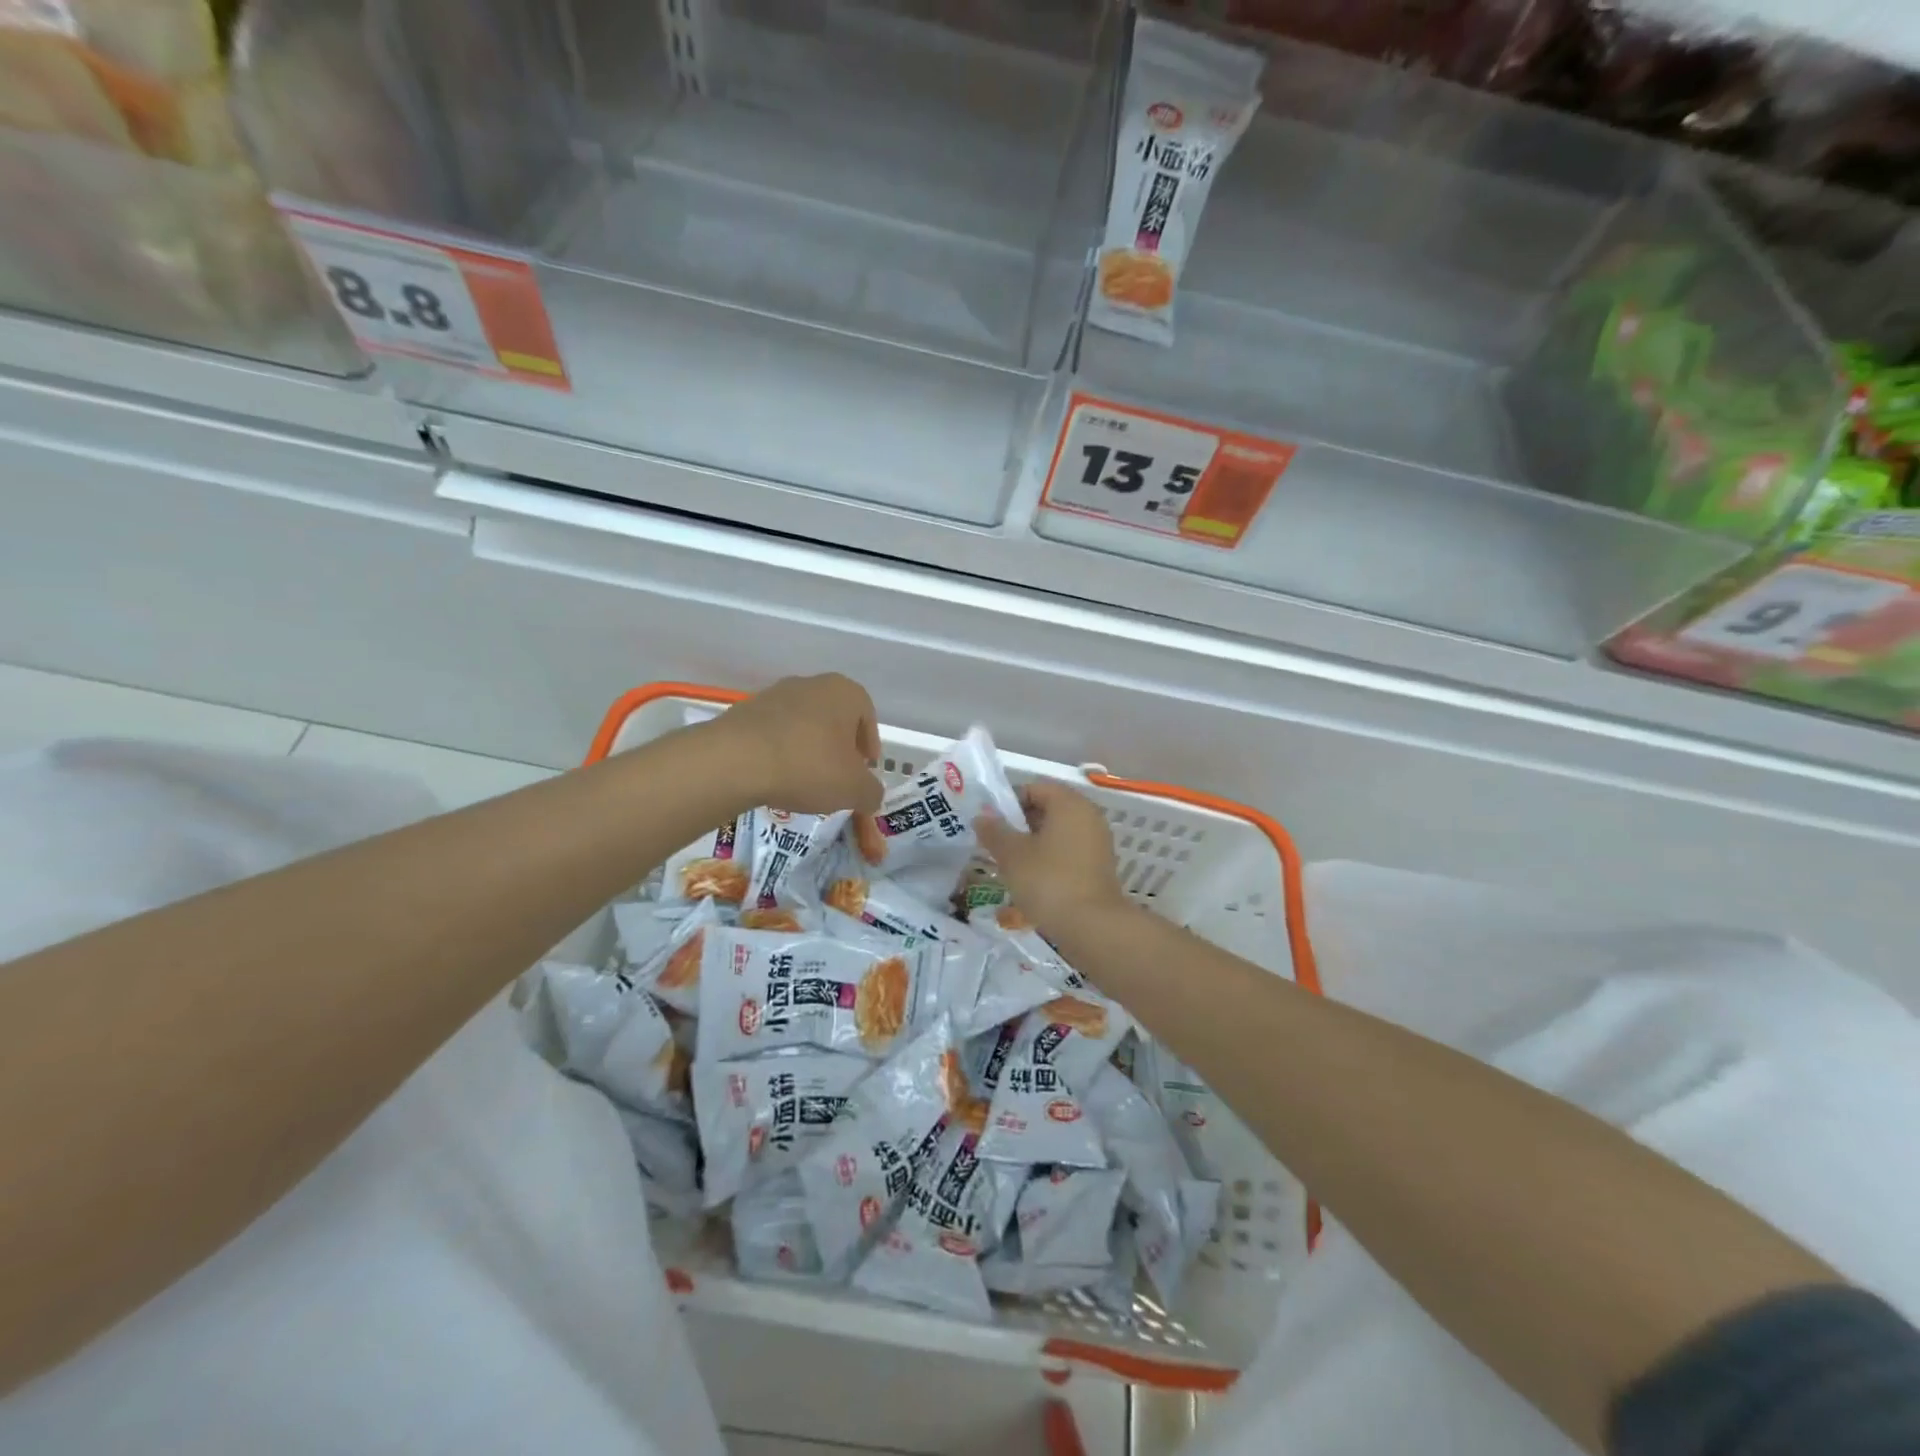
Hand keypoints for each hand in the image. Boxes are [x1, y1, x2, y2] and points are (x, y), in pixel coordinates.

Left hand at [712, 674, 883, 815]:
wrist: (735, 761)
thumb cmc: (809, 766)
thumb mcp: (854, 790)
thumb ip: (871, 792)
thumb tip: (871, 795)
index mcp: (844, 692)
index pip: (867, 715)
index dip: (869, 744)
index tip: (865, 768)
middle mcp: (811, 684)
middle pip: (834, 717)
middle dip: (839, 746)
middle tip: (838, 775)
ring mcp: (774, 694)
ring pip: (803, 724)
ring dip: (808, 748)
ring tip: (805, 780)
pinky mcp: (745, 711)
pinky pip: (774, 733)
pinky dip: (781, 751)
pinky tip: (777, 776)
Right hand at [975, 780, 1126, 932]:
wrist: (1092, 927)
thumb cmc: (1048, 881)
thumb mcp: (1012, 855)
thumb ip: (994, 832)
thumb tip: (982, 818)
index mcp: (1069, 803)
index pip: (1035, 788)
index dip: (1009, 802)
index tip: (991, 824)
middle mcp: (1088, 816)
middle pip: (1048, 809)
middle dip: (1020, 824)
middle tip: (997, 844)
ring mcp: (1097, 842)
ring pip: (1058, 832)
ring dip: (1033, 843)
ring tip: (1011, 865)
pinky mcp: (1099, 866)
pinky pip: (1069, 852)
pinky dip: (1050, 859)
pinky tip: (1033, 880)